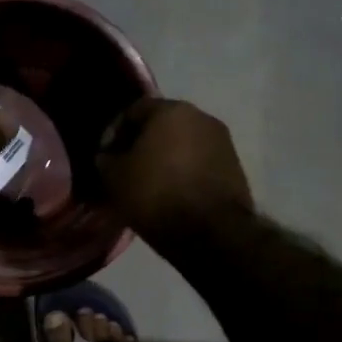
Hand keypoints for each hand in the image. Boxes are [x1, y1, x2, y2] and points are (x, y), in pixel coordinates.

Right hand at [96, 97, 253, 249]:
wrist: (211, 232)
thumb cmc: (156, 195)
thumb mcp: (115, 178)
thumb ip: (106, 160)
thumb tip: (107, 156)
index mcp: (171, 110)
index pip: (134, 110)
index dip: (115, 132)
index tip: (106, 156)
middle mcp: (202, 117)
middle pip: (163, 125)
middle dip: (143, 144)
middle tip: (127, 169)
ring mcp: (223, 142)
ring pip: (184, 145)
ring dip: (166, 159)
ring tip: (151, 185)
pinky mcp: (235, 168)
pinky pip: (200, 163)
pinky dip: (185, 173)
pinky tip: (173, 194)